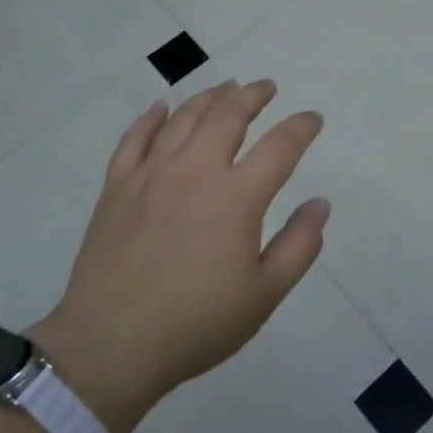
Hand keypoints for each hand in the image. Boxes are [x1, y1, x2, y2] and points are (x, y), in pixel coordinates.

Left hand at [32, 80, 328, 432]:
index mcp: (236, 197)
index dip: (301, 126)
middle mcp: (195, 170)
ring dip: (210, 97)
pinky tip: (161, 108)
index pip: (280, 145)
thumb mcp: (264, 295)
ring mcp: (151, 173)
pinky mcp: (117, 185)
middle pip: (228, 114)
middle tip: (266, 88)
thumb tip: (320, 203)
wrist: (111, 344)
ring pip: (184, 116)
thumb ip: (299, 245)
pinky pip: (135, 137)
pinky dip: (151, 117)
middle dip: (253, 95)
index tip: (313, 118)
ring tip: (226, 89)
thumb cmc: (196, 325)